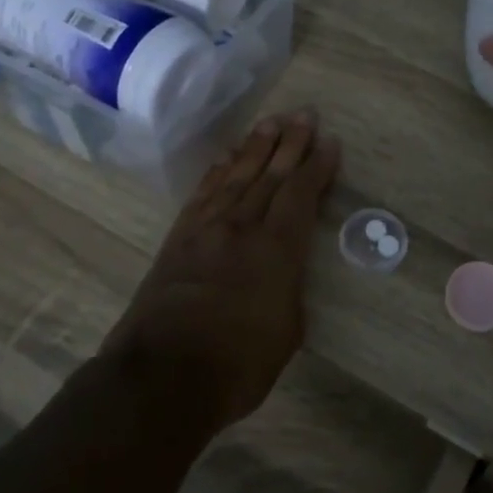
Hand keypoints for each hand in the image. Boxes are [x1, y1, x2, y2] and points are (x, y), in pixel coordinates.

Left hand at [99, 110, 339, 427]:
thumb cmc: (237, 365)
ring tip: (271, 122)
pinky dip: (218, 171)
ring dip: (256, 147)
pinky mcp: (177, 239)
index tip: (330, 142)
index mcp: (276, 249)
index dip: (317, 166)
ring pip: (236, 176)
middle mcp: (241, 228)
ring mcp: (205, 230)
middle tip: (304, 114)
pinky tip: (226, 158)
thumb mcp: (286, 331)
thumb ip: (289, 290)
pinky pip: (202, 193)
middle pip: (269, 174)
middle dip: (290, 143)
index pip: (300, 194)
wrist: (161, 377)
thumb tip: (283, 273)